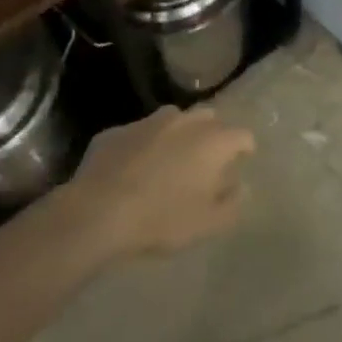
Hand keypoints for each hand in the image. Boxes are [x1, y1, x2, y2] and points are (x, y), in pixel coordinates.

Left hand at [60, 106, 253, 257]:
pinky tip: (132, 167)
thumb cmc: (162, 219)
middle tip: (205, 160)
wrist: (96, 214)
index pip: (242, 136)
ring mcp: (148, 123)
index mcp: (214, 142)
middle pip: (210, 118)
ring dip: (178, 133)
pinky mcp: (116, 132)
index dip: (244, 149)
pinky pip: (138, 134)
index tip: (241, 162)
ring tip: (169, 158)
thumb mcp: (209, 223)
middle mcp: (185, 122)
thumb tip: (241, 186)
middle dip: (213, 135)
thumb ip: (233, 203)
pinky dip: (142, 145)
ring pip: (173, 118)